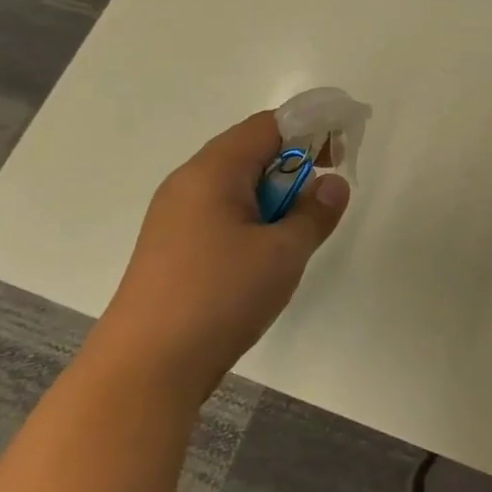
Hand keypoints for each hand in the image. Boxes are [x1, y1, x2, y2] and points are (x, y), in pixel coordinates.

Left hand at [88, 111, 350, 396]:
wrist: (148, 365)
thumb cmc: (220, 296)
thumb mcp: (283, 253)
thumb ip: (315, 214)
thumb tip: (333, 185)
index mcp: (213, 172)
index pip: (267, 126)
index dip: (310, 128)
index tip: (344, 150)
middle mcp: (188, 184)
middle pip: (250, 152)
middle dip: (295, 163)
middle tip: (329, 189)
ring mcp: (175, 217)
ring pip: (237, 186)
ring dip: (276, 195)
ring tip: (301, 227)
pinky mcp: (173, 248)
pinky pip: (222, 214)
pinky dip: (255, 218)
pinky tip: (268, 252)